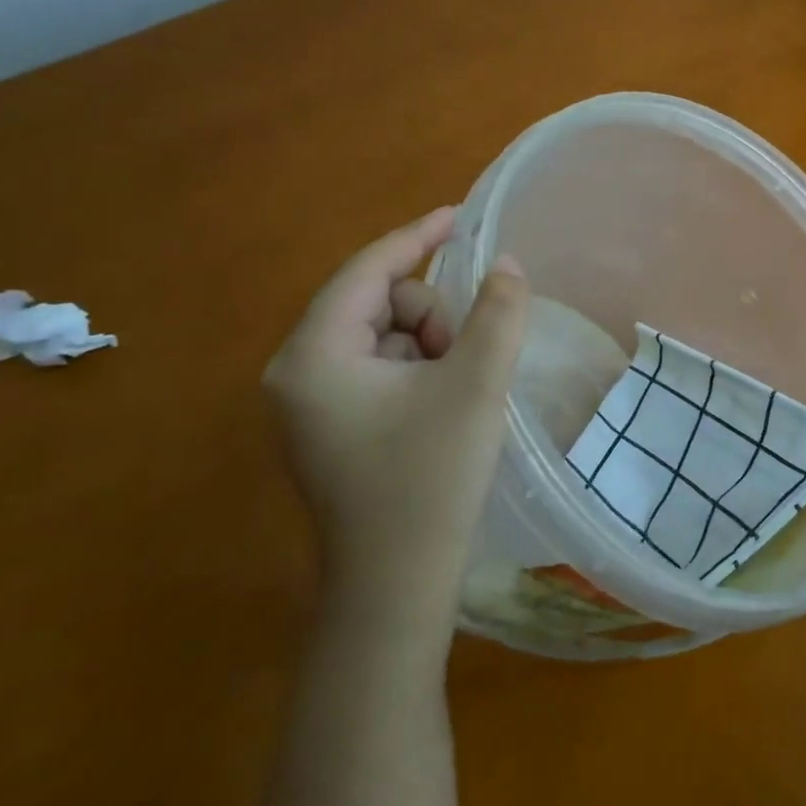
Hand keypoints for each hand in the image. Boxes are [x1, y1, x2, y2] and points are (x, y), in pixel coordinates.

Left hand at [264, 207, 529, 611]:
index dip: (418, 237)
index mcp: (314, 355)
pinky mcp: (332, 425)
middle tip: (465, 360)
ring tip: (457, 391)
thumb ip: (497, 312)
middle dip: (431, 317)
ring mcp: (312, 402)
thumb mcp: (475, 385)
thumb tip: (507, 264)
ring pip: (386, 334)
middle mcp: (298, 371)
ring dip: (431, 345)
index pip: (368, 271)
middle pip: (379, 302)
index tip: (461, 216)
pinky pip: (382, 366)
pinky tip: (443, 406)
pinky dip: (420, 369)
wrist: (397, 590)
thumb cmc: (429, 480)